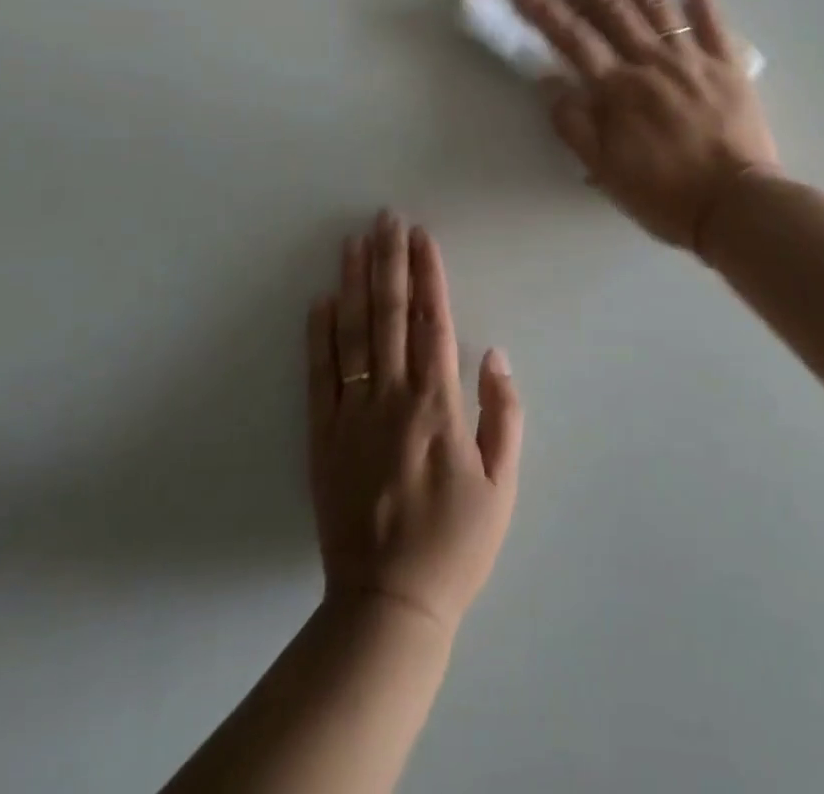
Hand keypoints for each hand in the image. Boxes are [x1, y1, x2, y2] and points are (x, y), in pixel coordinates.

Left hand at [307, 212, 522, 636]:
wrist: (389, 605)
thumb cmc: (456, 543)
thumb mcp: (503, 484)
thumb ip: (503, 415)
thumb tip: (494, 354)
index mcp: (438, 405)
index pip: (433, 322)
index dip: (428, 275)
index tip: (421, 235)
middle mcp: (392, 398)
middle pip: (391, 316)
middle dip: (390, 262)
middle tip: (385, 218)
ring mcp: (352, 416)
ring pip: (353, 335)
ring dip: (354, 284)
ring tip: (353, 242)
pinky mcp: (322, 438)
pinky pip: (319, 377)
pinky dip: (319, 335)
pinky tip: (320, 301)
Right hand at [510, 0, 779, 252]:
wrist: (736, 207)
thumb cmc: (665, 195)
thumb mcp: (606, 171)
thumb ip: (575, 126)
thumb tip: (550, 83)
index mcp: (618, 90)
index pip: (573, 39)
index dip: (545, 7)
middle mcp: (651, 63)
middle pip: (612, 8)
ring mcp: (692, 58)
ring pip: (656, 3)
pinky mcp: (728, 64)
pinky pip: (714, 20)